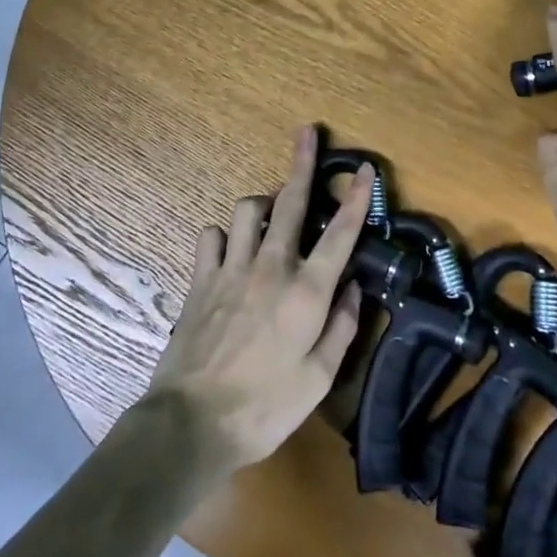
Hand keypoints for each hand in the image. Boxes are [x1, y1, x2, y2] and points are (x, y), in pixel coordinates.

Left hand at [144, 126, 371, 474]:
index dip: (356, 198)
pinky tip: (231, 248)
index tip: (364, 169)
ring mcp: (231, 270)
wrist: (191, 424)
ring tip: (273, 212)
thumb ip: (341, 328)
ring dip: (264, 203)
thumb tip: (353, 290)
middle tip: (307, 133)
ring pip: (248, 210)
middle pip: (290, 203)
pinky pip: (211, 236)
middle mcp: (272, 268)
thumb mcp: (318, 379)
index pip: (340, 234)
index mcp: (307, 293)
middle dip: (302, 164)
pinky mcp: (200, 280)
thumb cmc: (265, 408)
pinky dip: (224, 234)